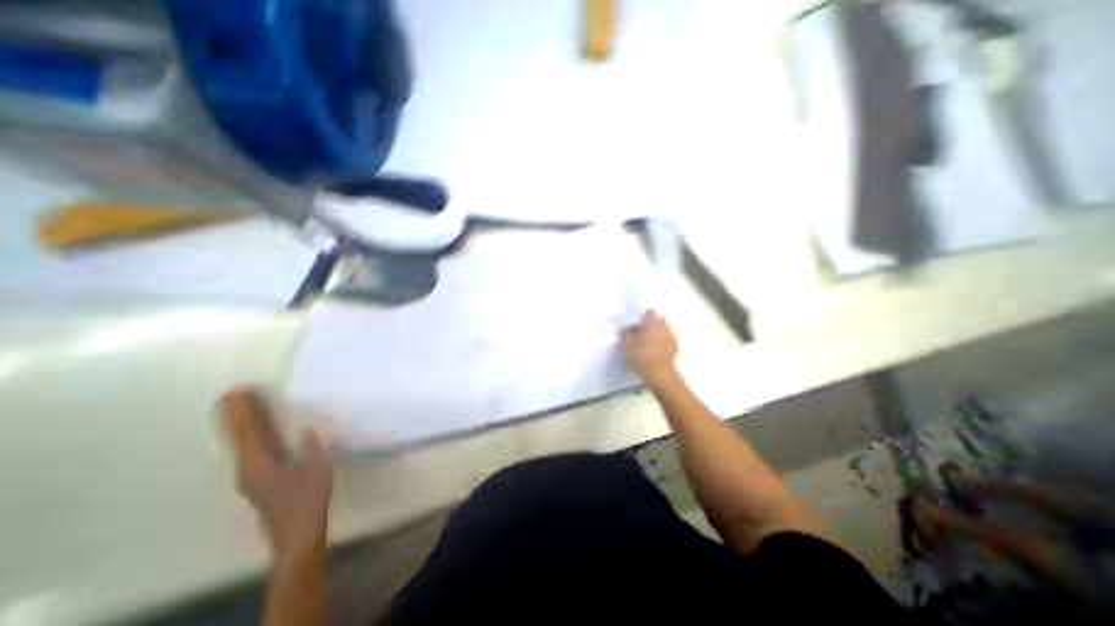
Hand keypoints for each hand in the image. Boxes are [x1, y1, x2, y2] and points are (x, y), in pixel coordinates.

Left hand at [222, 392, 330, 555]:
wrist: (296, 536)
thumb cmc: (309, 502)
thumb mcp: (318, 472)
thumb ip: (312, 450)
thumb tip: (308, 430)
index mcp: (261, 466)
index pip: (250, 433)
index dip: (245, 413)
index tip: (238, 393)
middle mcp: (248, 470)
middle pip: (239, 438)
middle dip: (236, 416)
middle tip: (230, 395)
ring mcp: (250, 477)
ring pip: (241, 445)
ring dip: (239, 426)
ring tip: (237, 408)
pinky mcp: (256, 481)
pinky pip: (248, 452)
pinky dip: (247, 438)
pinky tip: (252, 433)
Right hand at [620, 307, 678, 390]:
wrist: (659, 373)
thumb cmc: (641, 355)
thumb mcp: (626, 344)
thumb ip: (625, 333)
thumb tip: (624, 327)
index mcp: (652, 322)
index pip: (650, 312)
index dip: (642, 316)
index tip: (636, 324)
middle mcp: (664, 326)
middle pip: (659, 320)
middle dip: (651, 324)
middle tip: (641, 333)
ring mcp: (671, 337)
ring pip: (664, 330)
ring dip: (657, 334)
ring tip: (648, 343)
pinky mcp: (675, 348)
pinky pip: (667, 341)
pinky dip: (662, 343)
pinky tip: (655, 351)